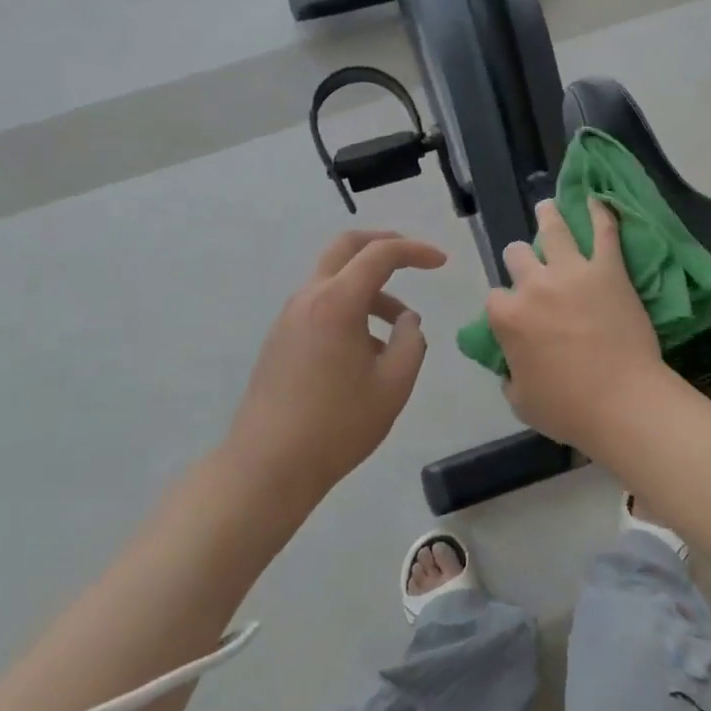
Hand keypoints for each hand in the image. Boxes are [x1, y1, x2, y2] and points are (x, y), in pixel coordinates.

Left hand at [231, 230, 447, 496]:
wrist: (268, 466)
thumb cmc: (338, 425)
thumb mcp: (394, 384)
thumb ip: (411, 342)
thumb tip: (407, 321)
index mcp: (337, 302)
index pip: (380, 254)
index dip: (415, 251)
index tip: (442, 263)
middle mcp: (308, 298)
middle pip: (346, 248)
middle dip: (384, 245)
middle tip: (415, 259)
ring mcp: (289, 318)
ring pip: (335, 280)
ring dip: (370, 289)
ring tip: (399, 330)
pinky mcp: (280, 339)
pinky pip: (321, 306)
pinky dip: (350, 310)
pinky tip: (367, 352)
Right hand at [484, 199, 674, 453]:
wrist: (621, 402)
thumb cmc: (568, 409)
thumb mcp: (521, 401)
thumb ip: (510, 375)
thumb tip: (511, 366)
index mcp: (508, 318)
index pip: (495, 298)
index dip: (504, 305)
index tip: (514, 314)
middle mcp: (534, 286)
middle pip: (517, 256)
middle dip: (519, 258)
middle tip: (529, 261)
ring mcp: (572, 273)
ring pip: (553, 231)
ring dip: (548, 216)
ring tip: (547, 207)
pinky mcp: (608, 270)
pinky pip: (604, 232)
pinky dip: (600, 213)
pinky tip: (596, 199)